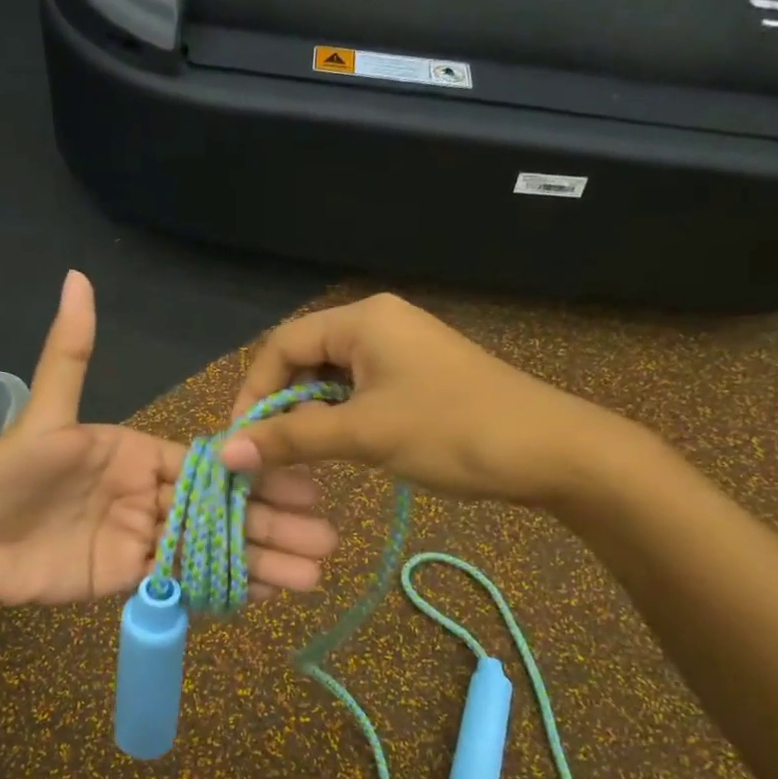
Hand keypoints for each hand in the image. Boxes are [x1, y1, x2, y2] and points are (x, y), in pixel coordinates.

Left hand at [0, 272, 337, 605]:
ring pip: (212, 548)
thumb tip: (76, 277)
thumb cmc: (8, 475)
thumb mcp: (45, 415)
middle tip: (326, 538)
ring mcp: (144, 538)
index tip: (305, 484)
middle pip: (222, 509)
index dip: (256, 475)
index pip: (210, 464)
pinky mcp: (131, 577)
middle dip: (275, 523)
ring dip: (263, 560)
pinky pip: (184, 581)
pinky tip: (267, 594)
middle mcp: (150, 494)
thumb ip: (70, 354)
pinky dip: (225, 587)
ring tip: (313, 576)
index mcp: (140, 453)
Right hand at [218, 293, 634, 504]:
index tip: (240, 440)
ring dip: (309, 416)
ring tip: (296, 458)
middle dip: (280, 405)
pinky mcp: (418, 377)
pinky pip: (361, 392)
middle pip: (305, 359)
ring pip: (332, 380)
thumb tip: (225, 452)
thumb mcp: (365, 434)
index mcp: (362, 320)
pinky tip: (336, 450)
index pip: (282, 344)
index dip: (253, 391)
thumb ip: (292, 439)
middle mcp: (378, 324)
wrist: (552, 451)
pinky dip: (340, 419)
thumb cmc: (453, 431)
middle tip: (265, 454)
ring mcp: (402, 350)